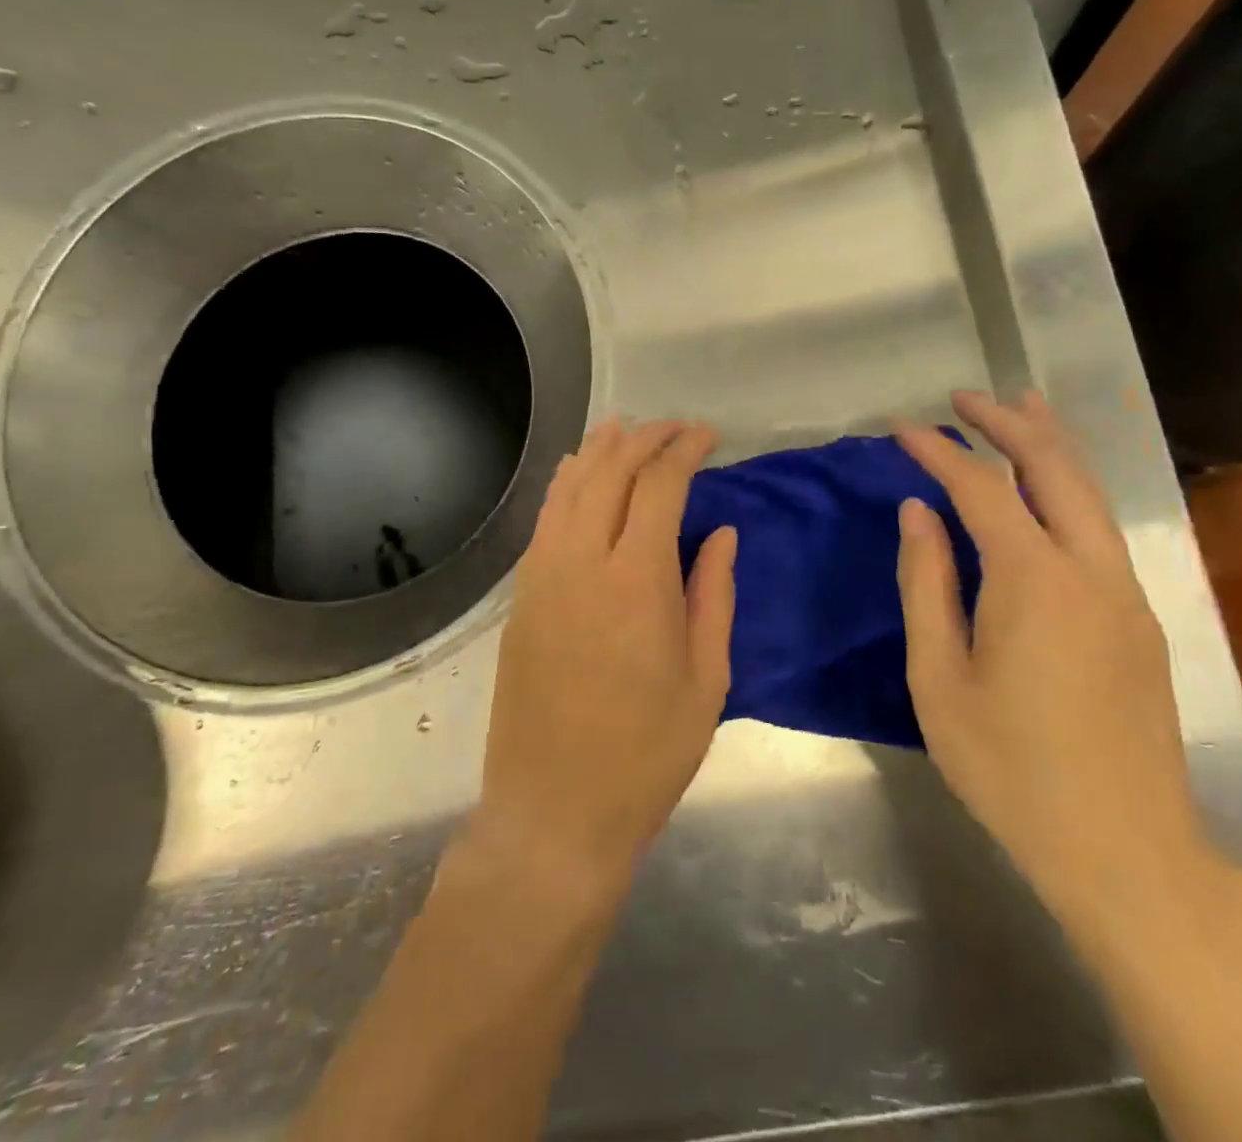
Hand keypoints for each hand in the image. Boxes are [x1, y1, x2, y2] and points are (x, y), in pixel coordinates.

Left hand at [472, 419, 737, 904]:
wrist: (555, 812)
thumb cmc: (646, 754)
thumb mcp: (706, 679)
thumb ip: (712, 594)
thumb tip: (720, 532)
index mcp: (636, 581)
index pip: (659, 485)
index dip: (685, 449)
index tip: (708, 436)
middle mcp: (581, 562)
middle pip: (610, 471)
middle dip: (646, 438)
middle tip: (677, 429)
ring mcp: (541, 577)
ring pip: (569, 487)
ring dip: (600, 450)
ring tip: (627, 429)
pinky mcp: (521, 597)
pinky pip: (545, 520)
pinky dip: (566, 485)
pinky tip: (579, 474)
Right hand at [893, 391, 1215, 931]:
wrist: (1125, 850)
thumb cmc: (1010, 769)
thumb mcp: (939, 680)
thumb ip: (926, 585)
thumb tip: (918, 513)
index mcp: (1033, 582)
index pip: (981, 488)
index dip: (938, 451)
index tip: (901, 428)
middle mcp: (1090, 570)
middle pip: (1053, 467)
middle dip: (1007, 422)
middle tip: (963, 398)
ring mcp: (1125, 592)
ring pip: (1090, 492)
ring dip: (1050, 443)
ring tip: (1019, 406)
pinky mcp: (1140, 618)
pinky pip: (1101, 528)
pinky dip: (1071, 486)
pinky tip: (1050, 486)